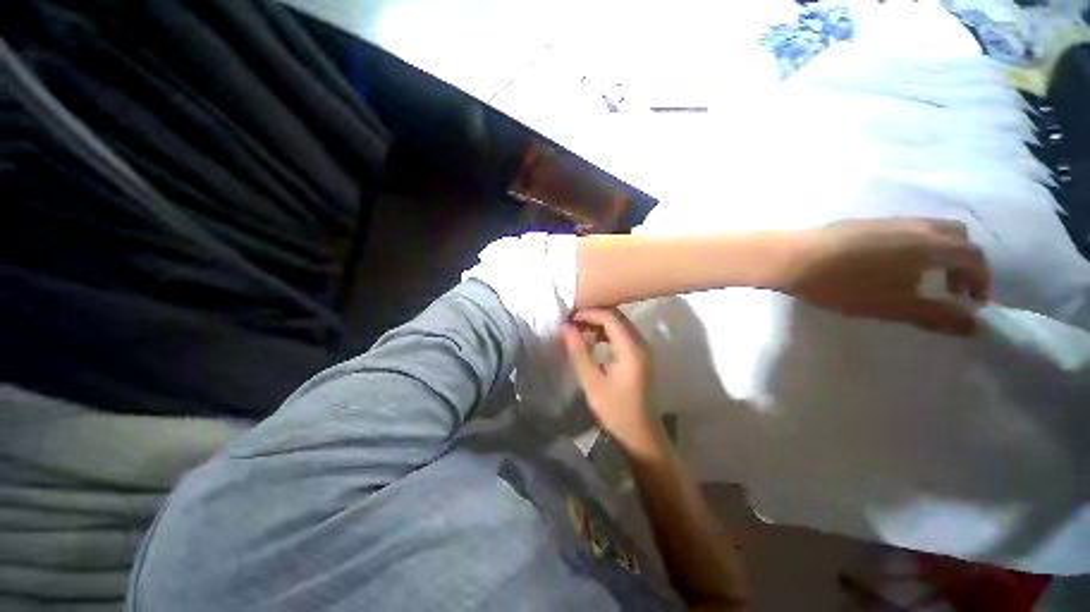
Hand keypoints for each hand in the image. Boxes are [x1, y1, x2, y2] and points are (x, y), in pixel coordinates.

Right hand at [562, 309, 663, 453]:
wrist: (640, 433)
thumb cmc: (615, 410)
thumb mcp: (592, 381)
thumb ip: (579, 352)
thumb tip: (565, 327)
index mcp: (631, 348)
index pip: (610, 317)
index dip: (588, 313)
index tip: (569, 318)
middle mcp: (640, 343)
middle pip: (616, 317)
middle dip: (593, 316)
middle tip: (571, 322)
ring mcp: (642, 348)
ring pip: (619, 324)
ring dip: (598, 323)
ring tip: (578, 330)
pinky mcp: (640, 355)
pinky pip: (622, 334)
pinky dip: (606, 333)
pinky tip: (592, 341)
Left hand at [788, 218, 990, 335]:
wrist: (792, 258)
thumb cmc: (842, 285)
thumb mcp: (892, 306)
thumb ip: (936, 315)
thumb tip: (975, 326)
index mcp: (930, 244)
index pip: (974, 257)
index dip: (982, 280)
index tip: (974, 304)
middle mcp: (916, 225)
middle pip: (957, 237)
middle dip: (964, 264)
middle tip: (952, 291)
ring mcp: (888, 220)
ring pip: (931, 231)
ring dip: (940, 254)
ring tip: (924, 280)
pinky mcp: (865, 222)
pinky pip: (906, 230)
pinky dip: (917, 246)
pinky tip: (894, 266)